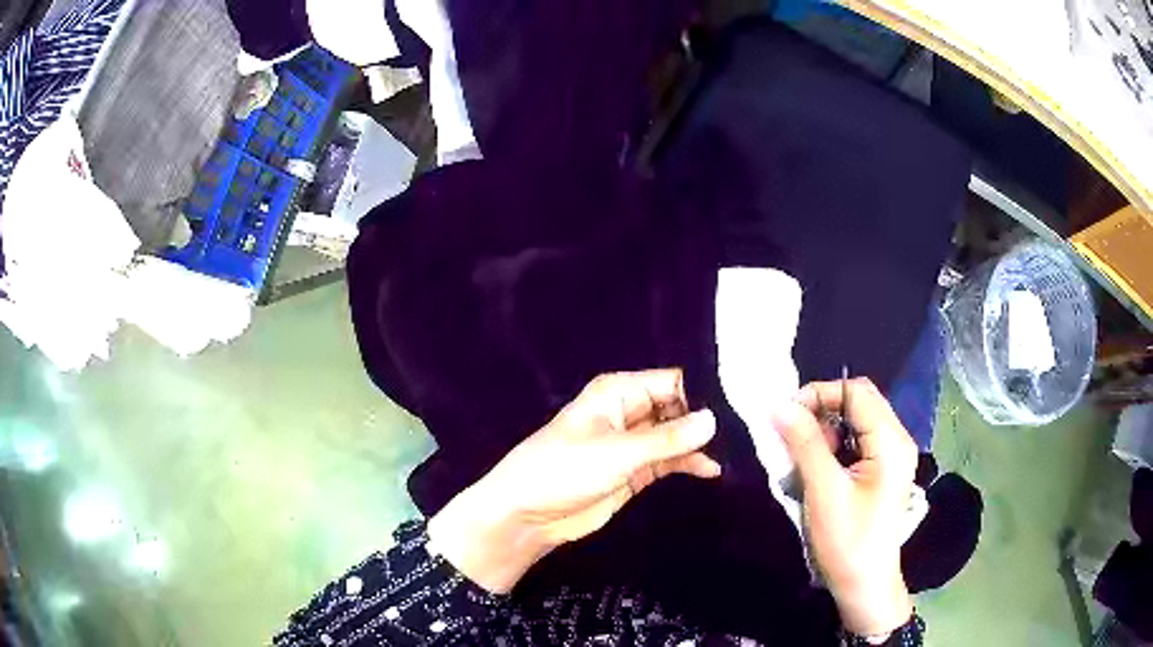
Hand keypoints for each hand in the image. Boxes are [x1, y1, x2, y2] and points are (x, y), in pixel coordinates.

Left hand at [427, 369, 720, 593]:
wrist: (528, 515)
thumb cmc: (564, 470)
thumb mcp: (617, 452)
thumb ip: (667, 438)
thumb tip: (714, 419)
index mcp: (619, 392)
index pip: (673, 381)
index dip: (705, 391)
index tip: (742, 405)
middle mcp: (630, 411)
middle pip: (679, 407)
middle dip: (707, 419)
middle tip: (749, 430)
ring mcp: (634, 443)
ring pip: (677, 435)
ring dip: (700, 443)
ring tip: (738, 451)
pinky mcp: (636, 471)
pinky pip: (669, 460)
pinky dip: (689, 463)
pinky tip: (712, 470)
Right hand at [771, 378, 917, 636]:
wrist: (865, 586)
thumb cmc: (848, 541)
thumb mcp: (824, 491)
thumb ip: (805, 443)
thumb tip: (778, 404)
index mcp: (890, 441)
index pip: (855, 392)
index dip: (819, 394)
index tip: (785, 416)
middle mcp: (896, 439)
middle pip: (857, 403)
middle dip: (820, 414)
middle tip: (791, 439)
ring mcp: (891, 456)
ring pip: (854, 423)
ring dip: (824, 434)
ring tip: (801, 463)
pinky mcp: (882, 471)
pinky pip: (855, 443)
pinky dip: (831, 450)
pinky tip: (815, 474)